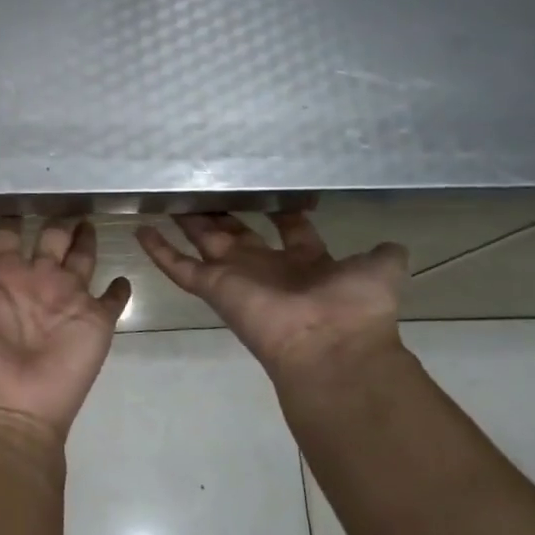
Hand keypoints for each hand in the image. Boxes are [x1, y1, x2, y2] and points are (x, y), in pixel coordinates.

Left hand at [0, 218, 131, 442]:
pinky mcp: (96, 321)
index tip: (15, 196)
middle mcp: (37, 282)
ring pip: (82, 260)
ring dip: (86, 242)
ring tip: (89, 221)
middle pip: (50, 241)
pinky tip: (122, 278)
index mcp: (2, 277)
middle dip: (57, 223)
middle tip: (67, 197)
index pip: (6, 237)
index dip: (9, 219)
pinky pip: (113, 299)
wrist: (7, 406)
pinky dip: (119, 289)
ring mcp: (68, 300)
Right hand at [136, 213, 406, 386]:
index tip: (269, 189)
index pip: (289, 228)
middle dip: (223, 212)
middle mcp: (268, 267)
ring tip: (169, 198)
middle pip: (238, 233)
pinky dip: (159, 250)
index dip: (281, 210)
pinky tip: (141, 229)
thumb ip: (382, 256)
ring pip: (204, 243)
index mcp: (305, 261)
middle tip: (205, 186)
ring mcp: (236, 277)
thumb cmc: (353, 308)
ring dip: (188, 223)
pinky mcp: (213, 288)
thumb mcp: (380, 272)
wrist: (329, 347)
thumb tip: (393, 245)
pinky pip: (179, 267)